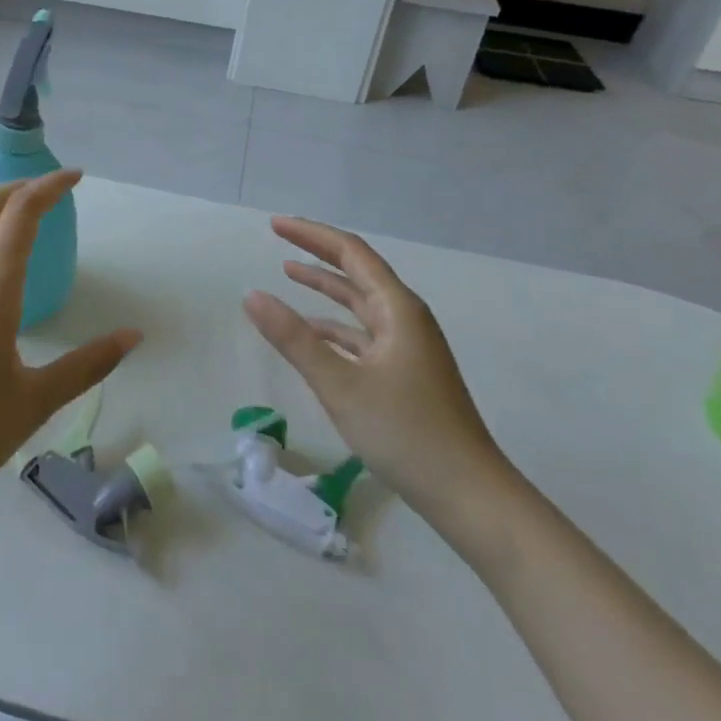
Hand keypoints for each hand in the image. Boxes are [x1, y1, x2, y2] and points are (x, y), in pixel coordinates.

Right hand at [243, 216, 515, 531]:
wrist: (468, 494)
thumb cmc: (406, 433)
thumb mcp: (340, 384)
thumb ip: (294, 338)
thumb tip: (251, 295)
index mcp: (398, 309)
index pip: (351, 253)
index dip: (312, 234)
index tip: (275, 225)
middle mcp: (405, 319)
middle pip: (357, 272)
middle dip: (317, 252)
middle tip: (278, 237)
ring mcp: (408, 347)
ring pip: (360, 303)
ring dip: (325, 286)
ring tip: (288, 273)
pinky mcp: (405, 373)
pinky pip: (363, 334)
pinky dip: (334, 325)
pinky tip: (312, 332)